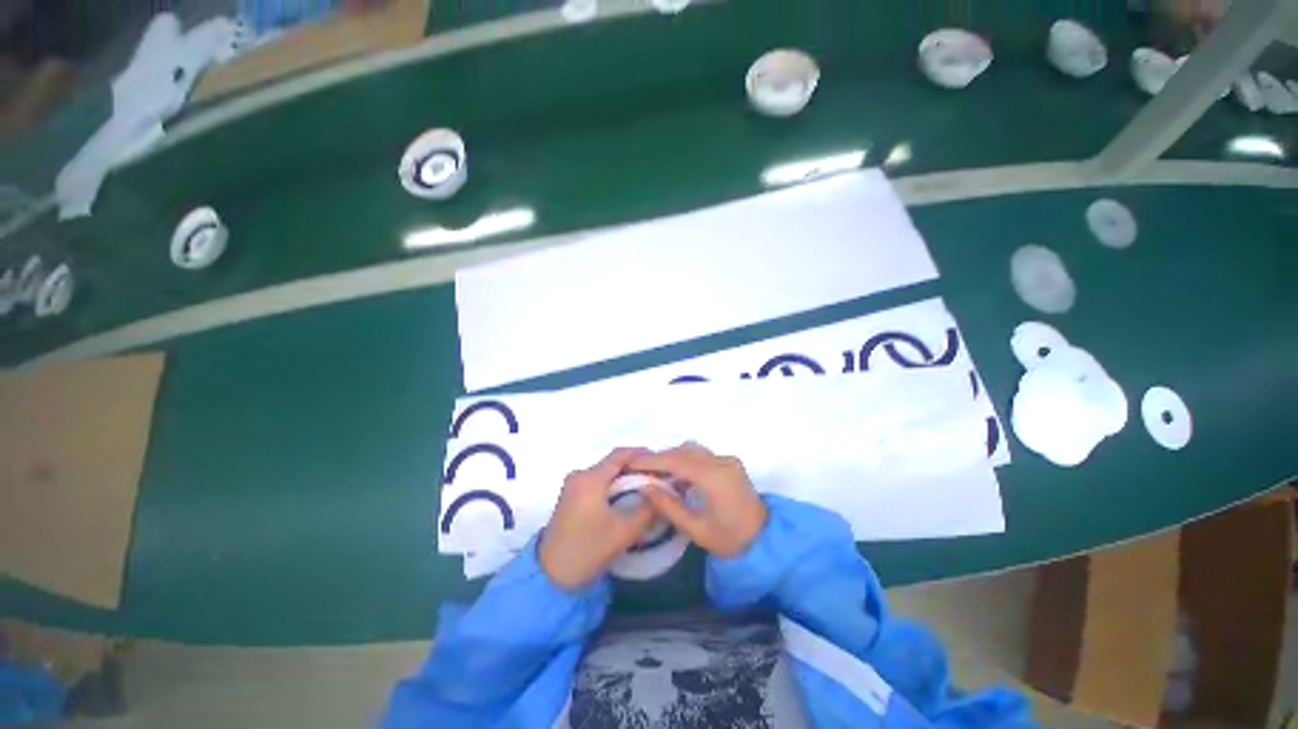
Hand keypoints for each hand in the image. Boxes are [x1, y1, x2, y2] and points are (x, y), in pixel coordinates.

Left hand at [539, 448, 658, 589]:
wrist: (550, 576)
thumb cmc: (588, 550)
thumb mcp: (624, 531)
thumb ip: (648, 510)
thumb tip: (663, 495)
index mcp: (590, 478)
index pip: (620, 454)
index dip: (641, 454)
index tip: (660, 460)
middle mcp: (579, 475)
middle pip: (612, 462)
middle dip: (635, 467)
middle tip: (656, 477)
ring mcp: (572, 485)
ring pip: (604, 472)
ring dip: (624, 477)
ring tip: (645, 487)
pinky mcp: (570, 496)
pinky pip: (596, 482)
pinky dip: (612, 485)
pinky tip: (626, 496)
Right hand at [631, 443, 767, 557]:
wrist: (766, 541)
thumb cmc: (730, 540)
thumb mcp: (695, 529)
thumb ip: (668, 506)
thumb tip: (644, 487)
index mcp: (713, 478)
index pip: (676, 460)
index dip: (651, 460)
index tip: (631, 462)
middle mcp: (721, 462)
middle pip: (683, 450)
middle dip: (660, 457)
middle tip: (641, 470)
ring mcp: (728, 460)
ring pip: (693, 449)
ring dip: (673, 457)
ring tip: (657, 473)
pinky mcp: (731, 462)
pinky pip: (703, 454)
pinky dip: (687, 460)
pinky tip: (678, 475)